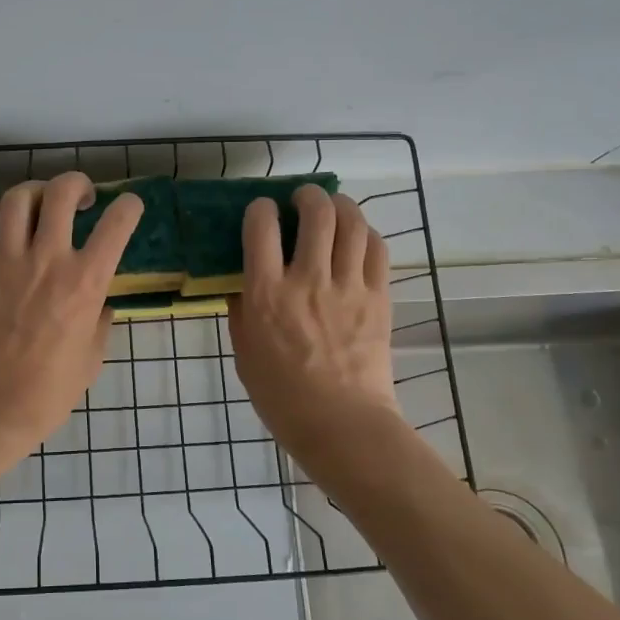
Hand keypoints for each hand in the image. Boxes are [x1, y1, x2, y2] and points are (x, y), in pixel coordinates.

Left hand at [0, 172, 142, 453]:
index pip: (117, 223)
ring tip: (38, 205)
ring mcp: (6, 260)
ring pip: (18, 197)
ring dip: (33, 192)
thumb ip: (100, 322)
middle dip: (76, 183)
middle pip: (61, 192)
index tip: (127, 207)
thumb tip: (99, 303)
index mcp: (87, 282)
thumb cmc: (50, 391)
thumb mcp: (93, 357)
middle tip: (80, 198)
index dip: (128, 206)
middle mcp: (49, 259)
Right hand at [228, 186, 399, 463]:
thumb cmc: (282, 396)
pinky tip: (358, 237)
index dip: (260, 208)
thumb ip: (241, 311)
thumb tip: (242, 282)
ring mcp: (348, 286)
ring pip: (351, 222)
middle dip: (307, 195)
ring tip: (333, 207)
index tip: (262, 211)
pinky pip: (377, 249)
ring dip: (341, 204)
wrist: (341, 424)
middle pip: (315, 212)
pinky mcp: (379, 297)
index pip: (262, 226)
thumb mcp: (244, 352)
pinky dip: (366, 233)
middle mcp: (308, 279)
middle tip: (302, 199)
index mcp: (267, 294)